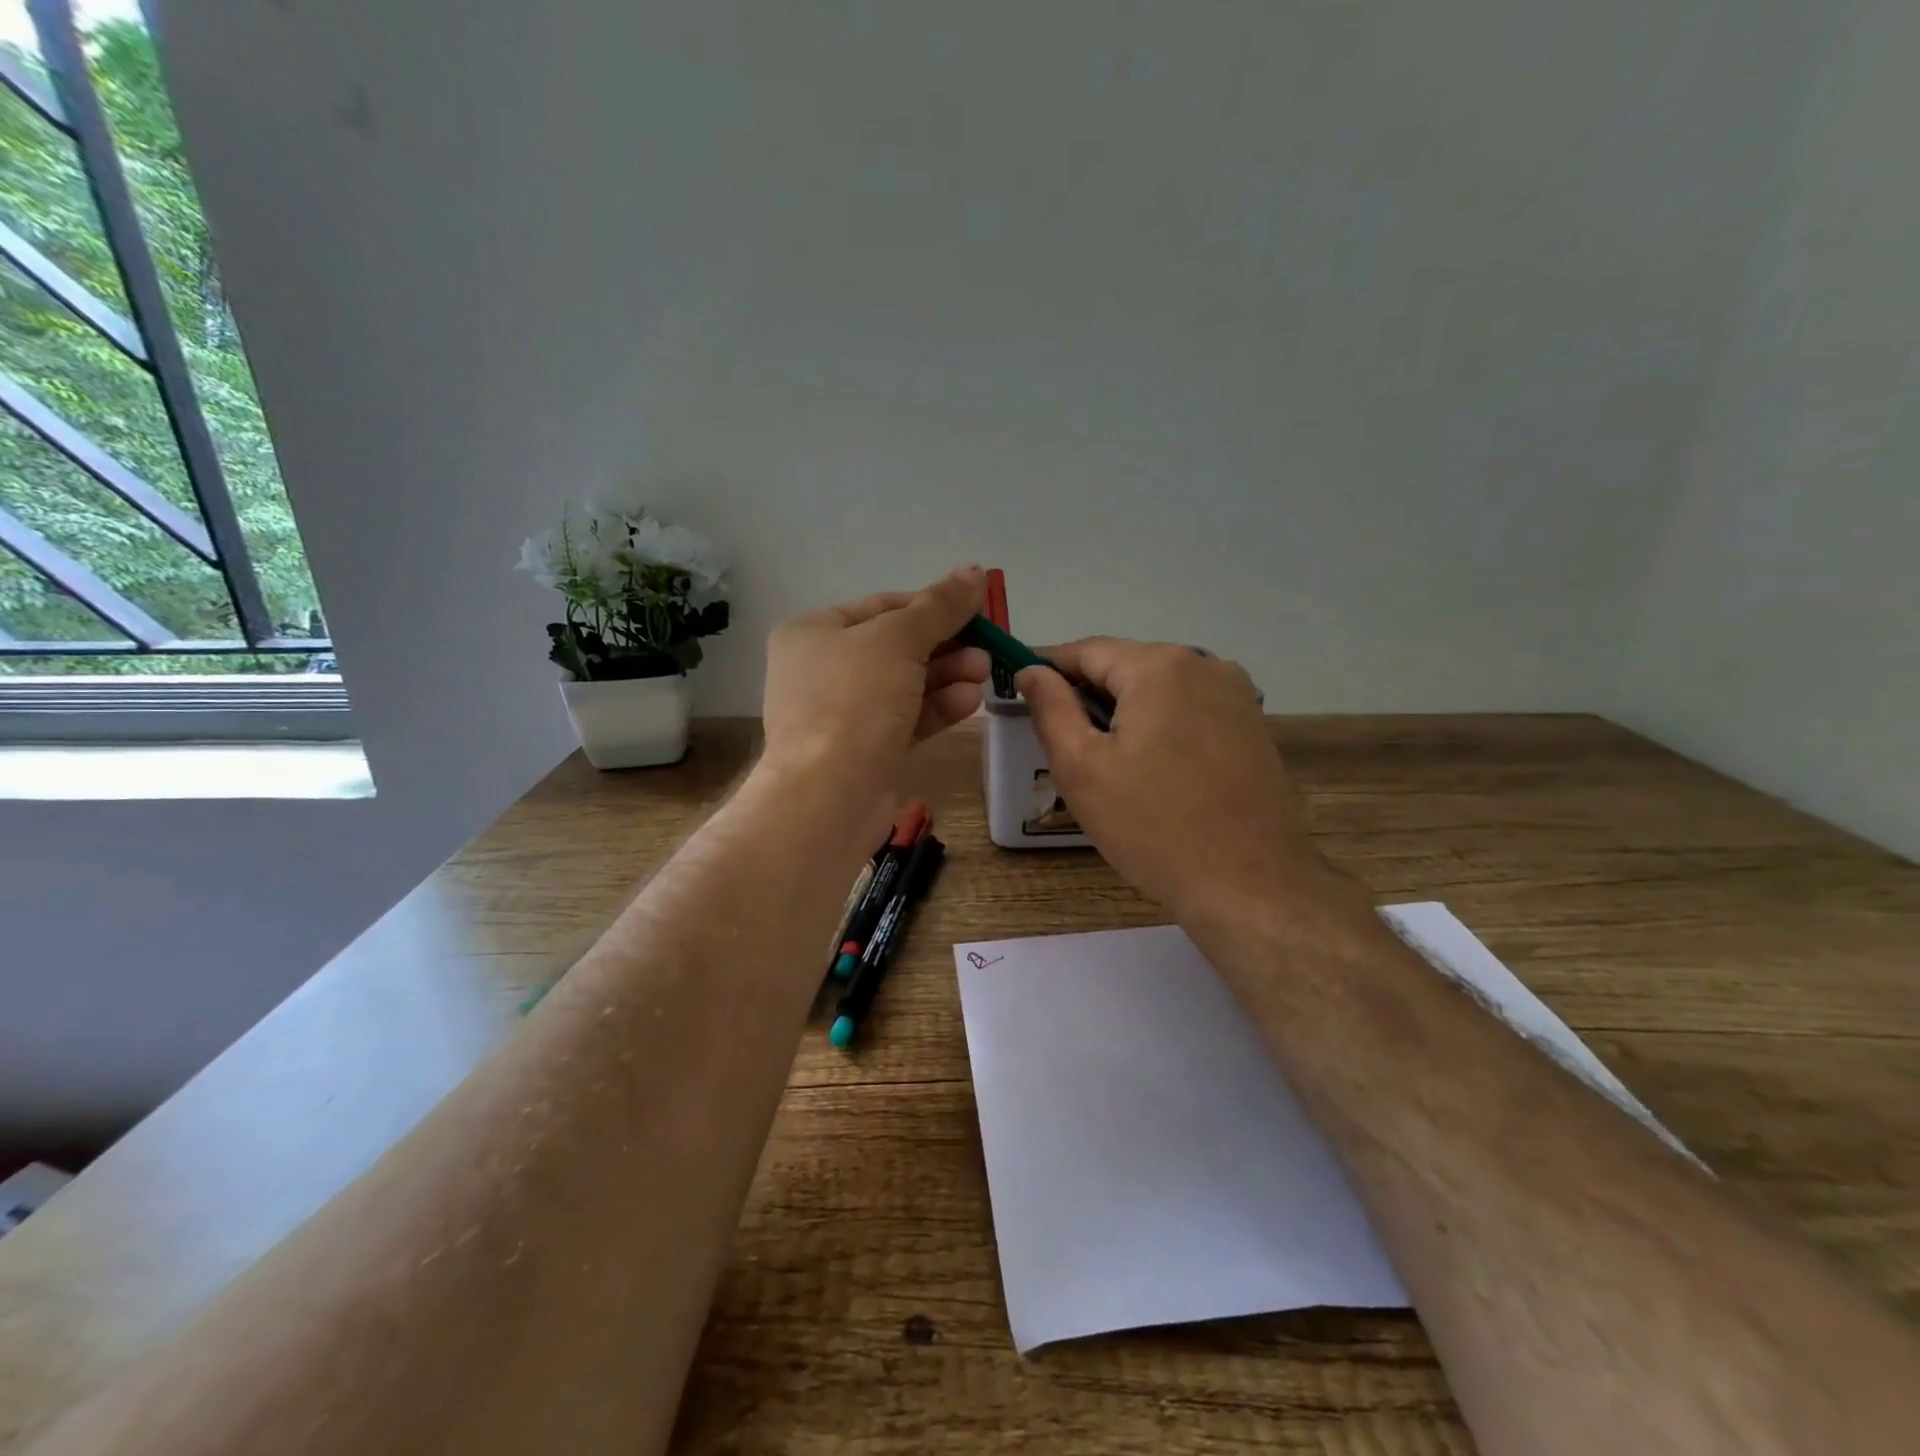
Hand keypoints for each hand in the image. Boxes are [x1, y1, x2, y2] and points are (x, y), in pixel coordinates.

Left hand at [762, 566, 989, 797]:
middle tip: (987, 647)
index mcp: (814, 632)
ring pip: (905, 684)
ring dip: (947, 675)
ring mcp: (843, 713)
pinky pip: (906, 718)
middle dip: (946, 645)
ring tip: (984, 672)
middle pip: (897, 646)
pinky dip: (937, 707)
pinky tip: (970, 701)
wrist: (829, 795)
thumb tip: (975, 569)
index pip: (883, 606)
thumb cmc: (854, 700)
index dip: (932, 604)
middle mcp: (824, 669)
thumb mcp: (899, 640)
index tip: (978, 609)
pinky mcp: (865, 750)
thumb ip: (939, 606)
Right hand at [1017, 639, 1354, 921]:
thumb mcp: (1083, 768)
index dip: (1048, 668)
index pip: (1087, 650)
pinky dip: (1158, 724)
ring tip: (1100, 757)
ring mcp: (1236, 694)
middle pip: (1126, 665)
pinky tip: (1148, 766)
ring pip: (1159, 687)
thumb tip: (1031, 671)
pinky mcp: (1252, 725)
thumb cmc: (1153, 827)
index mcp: (1159, 667)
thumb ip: (1051, 709)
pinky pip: (1189, 708)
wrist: (1249, 886)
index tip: (1020, 691)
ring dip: (1123, 710)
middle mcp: (1204, 664)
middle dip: (1087, 693)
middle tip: (1057, 736)